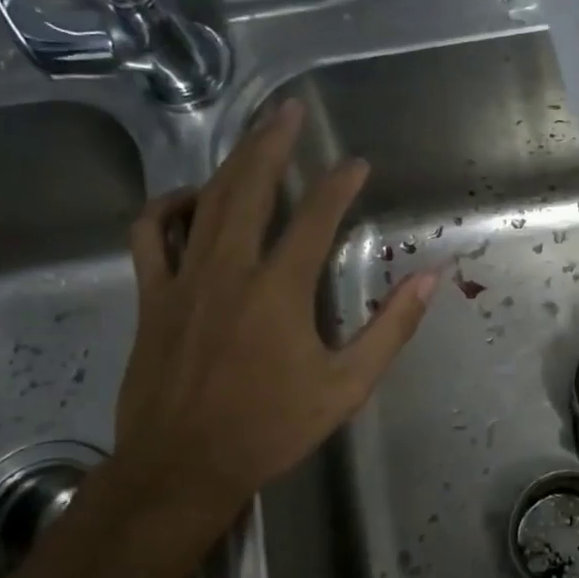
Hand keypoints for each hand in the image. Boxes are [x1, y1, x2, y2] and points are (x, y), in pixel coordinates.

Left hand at [91, 99, 437, 566]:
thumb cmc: (270, 429)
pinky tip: (190, 200)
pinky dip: (168, 207)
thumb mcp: (345, 387)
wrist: (182, 467)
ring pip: (205, 201)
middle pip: (250, 188)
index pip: (315, 218)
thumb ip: (389, 329)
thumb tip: (429, 280)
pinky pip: (150, 235)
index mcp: (279, 291)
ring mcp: (182, 279)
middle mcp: (228, 270)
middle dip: (272, 142)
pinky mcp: (150, 296)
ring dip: (230, 162)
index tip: (357, 164)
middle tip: (289, 109)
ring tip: (252, 137)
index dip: (339, 185)